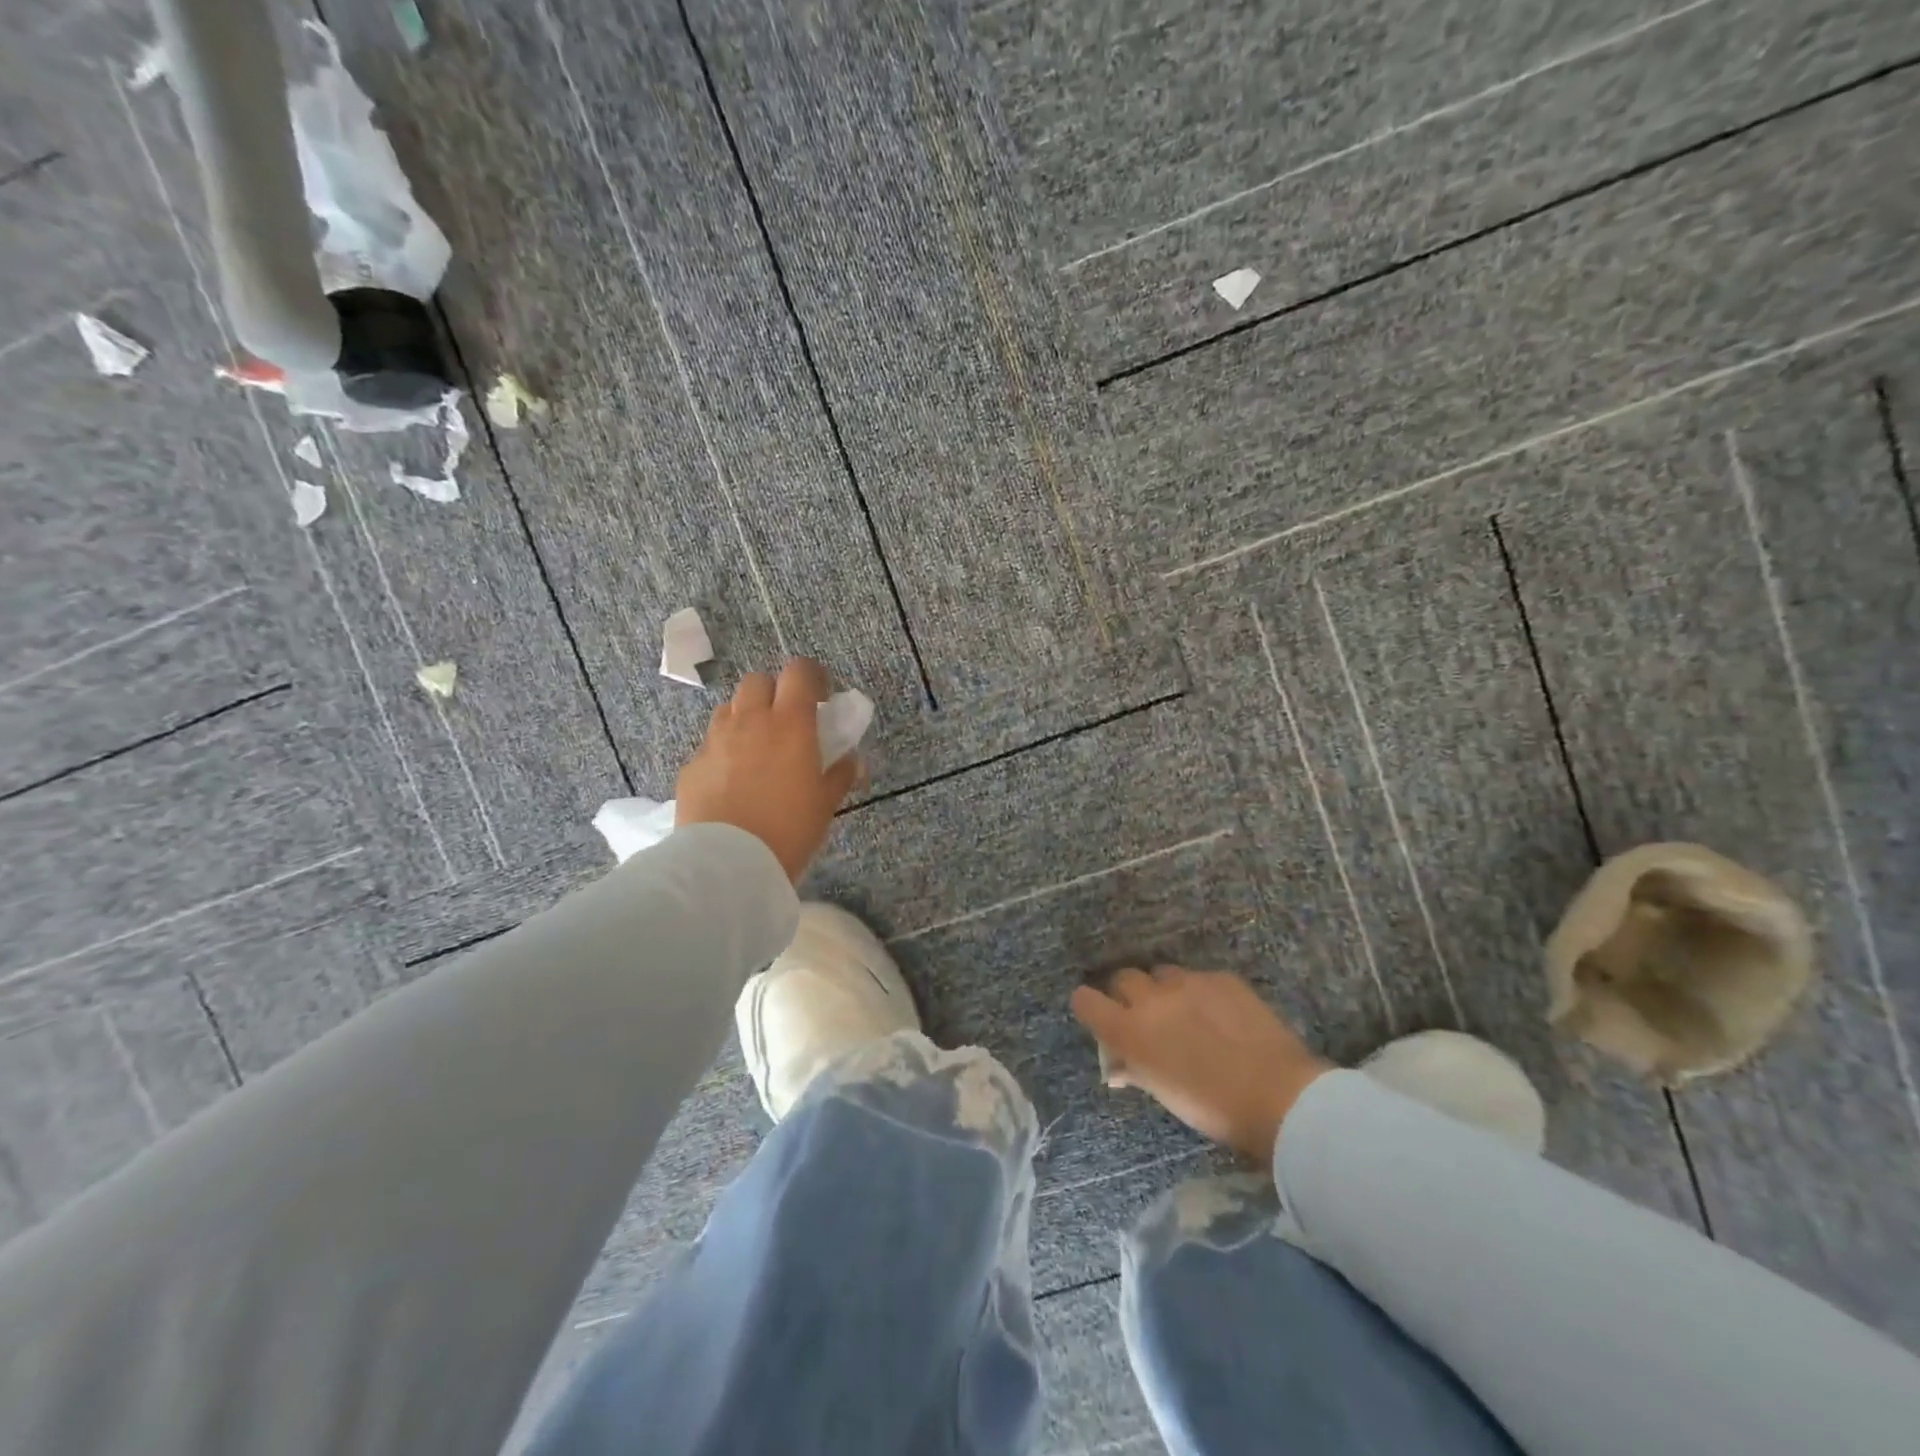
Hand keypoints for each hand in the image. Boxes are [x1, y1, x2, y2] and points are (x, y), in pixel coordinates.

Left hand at [675, 659, 859, 882]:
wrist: (728, 863)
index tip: (821, 695)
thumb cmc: (789, 829)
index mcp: (789, 724)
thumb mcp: (825, 804)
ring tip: (757, 748)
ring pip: (729, 709)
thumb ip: (840, 775)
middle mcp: (749, 721)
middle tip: (786, 721)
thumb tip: (852, 760)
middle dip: (774, 692)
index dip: (812, 676)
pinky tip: (731, 782)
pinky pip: (710, 745)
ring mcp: (715, 741)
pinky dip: (724, 752)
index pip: (799, 672)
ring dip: (745, 717)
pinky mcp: (692, 766)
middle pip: (757, 681)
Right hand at [1070, 968, 1331, 1165]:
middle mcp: (1152, 999)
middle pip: (1123, 978)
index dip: (1089, 1006)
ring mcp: (1188, 982)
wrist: (1278, 1096)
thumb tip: (1118, 1066)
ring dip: (1165, 991)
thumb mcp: (1163, 1094)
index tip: (1100, 1015)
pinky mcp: (1221, 977)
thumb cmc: (1212, 1109)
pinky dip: (1202, 993)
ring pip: (1162, 974)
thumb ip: (1135, 1070)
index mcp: (1129, 1031)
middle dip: (1129, 995)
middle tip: (1147, 1018)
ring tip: (1186, 1014)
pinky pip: (1200, 978)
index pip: (1086, 1000)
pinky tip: (1221, 1016)